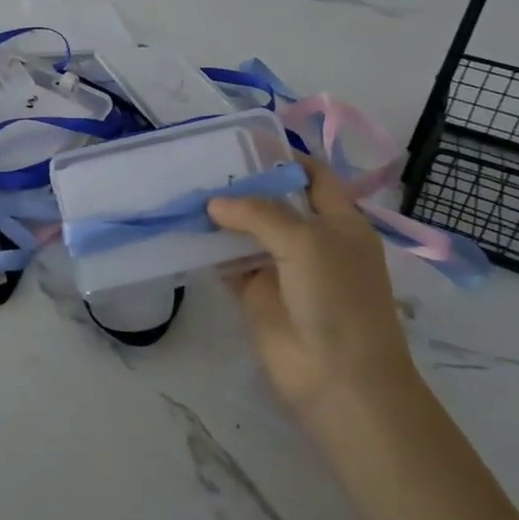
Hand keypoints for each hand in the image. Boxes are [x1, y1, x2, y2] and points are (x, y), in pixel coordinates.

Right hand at [208, 156, 419, 434]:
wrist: (339, 380)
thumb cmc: (337, 300)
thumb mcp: (305, 242)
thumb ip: (259, 213)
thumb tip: (214, 203)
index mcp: (339, 221)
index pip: (312, 175)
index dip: (283, 155)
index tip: (241, 139)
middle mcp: (311, 239)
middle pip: (273, 200)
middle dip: (241, 182)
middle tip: (199, 160)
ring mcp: (281, 267)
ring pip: (245, 230)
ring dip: (219, 214)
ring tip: (182, 187)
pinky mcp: (255, 293)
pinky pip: (226, 262)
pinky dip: (206, 248)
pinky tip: (180, 229)